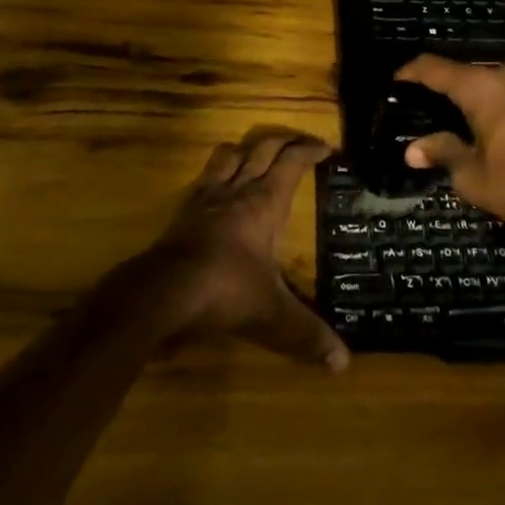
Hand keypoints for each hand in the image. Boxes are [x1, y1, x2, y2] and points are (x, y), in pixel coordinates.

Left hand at [136, 128, 348, 370]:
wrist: (161, 292)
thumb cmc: (224, 291)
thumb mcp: (272, 316)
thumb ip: (306, 335)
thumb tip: (343, 363)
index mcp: (265, 202)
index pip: (292, 162)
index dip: (310, 151)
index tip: (326, 148)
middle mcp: (238, 190)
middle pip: (262, 149)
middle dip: (284, 141)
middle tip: (299, 143)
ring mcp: (207, 198)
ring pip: (229, 155)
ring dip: (246, 149)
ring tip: (256, 153)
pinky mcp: (183, 212)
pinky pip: (204, 179)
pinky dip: (216, 173)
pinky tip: (217, 186)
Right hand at [396, 56, 504, 242]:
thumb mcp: (473, 175)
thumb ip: (442, 153)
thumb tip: (412, 148)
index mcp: (481, 87)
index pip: (434, 67)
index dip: (410, 72)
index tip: (392, 82)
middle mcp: (503, 77)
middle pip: (460, 72)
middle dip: (437, 85)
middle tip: (415, 105)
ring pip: (484, 81)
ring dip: (463, 94)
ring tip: (442, 115)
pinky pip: (503, 92)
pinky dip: (485, 102)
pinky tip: (477, 124)